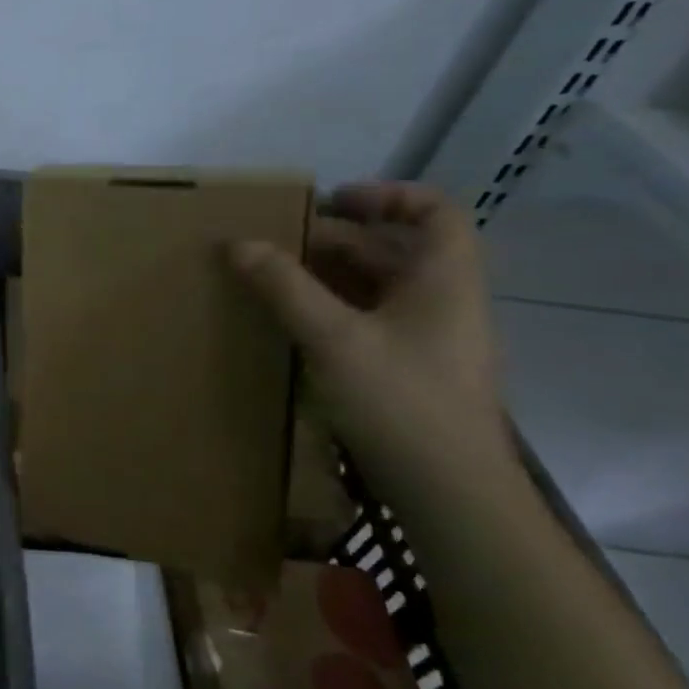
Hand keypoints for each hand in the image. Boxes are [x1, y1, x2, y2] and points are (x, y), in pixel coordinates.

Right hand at [228, 182, 510, 503]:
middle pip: (396, 249)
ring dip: (331, 275)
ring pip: (381, 287)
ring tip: (275, 277)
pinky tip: (295, 322)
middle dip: (338, 239)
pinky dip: (335, 309)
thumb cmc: (400, 401)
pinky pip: (372, 320)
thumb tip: (238, 243)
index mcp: (444, 280)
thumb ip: (285, 288)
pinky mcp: (411, 370)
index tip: (331, 200)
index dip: (387, 195)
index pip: (435, 213)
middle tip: (278, 243)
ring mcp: (429, 339)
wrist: (450, 492)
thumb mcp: (333, 338)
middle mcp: (444, 302)